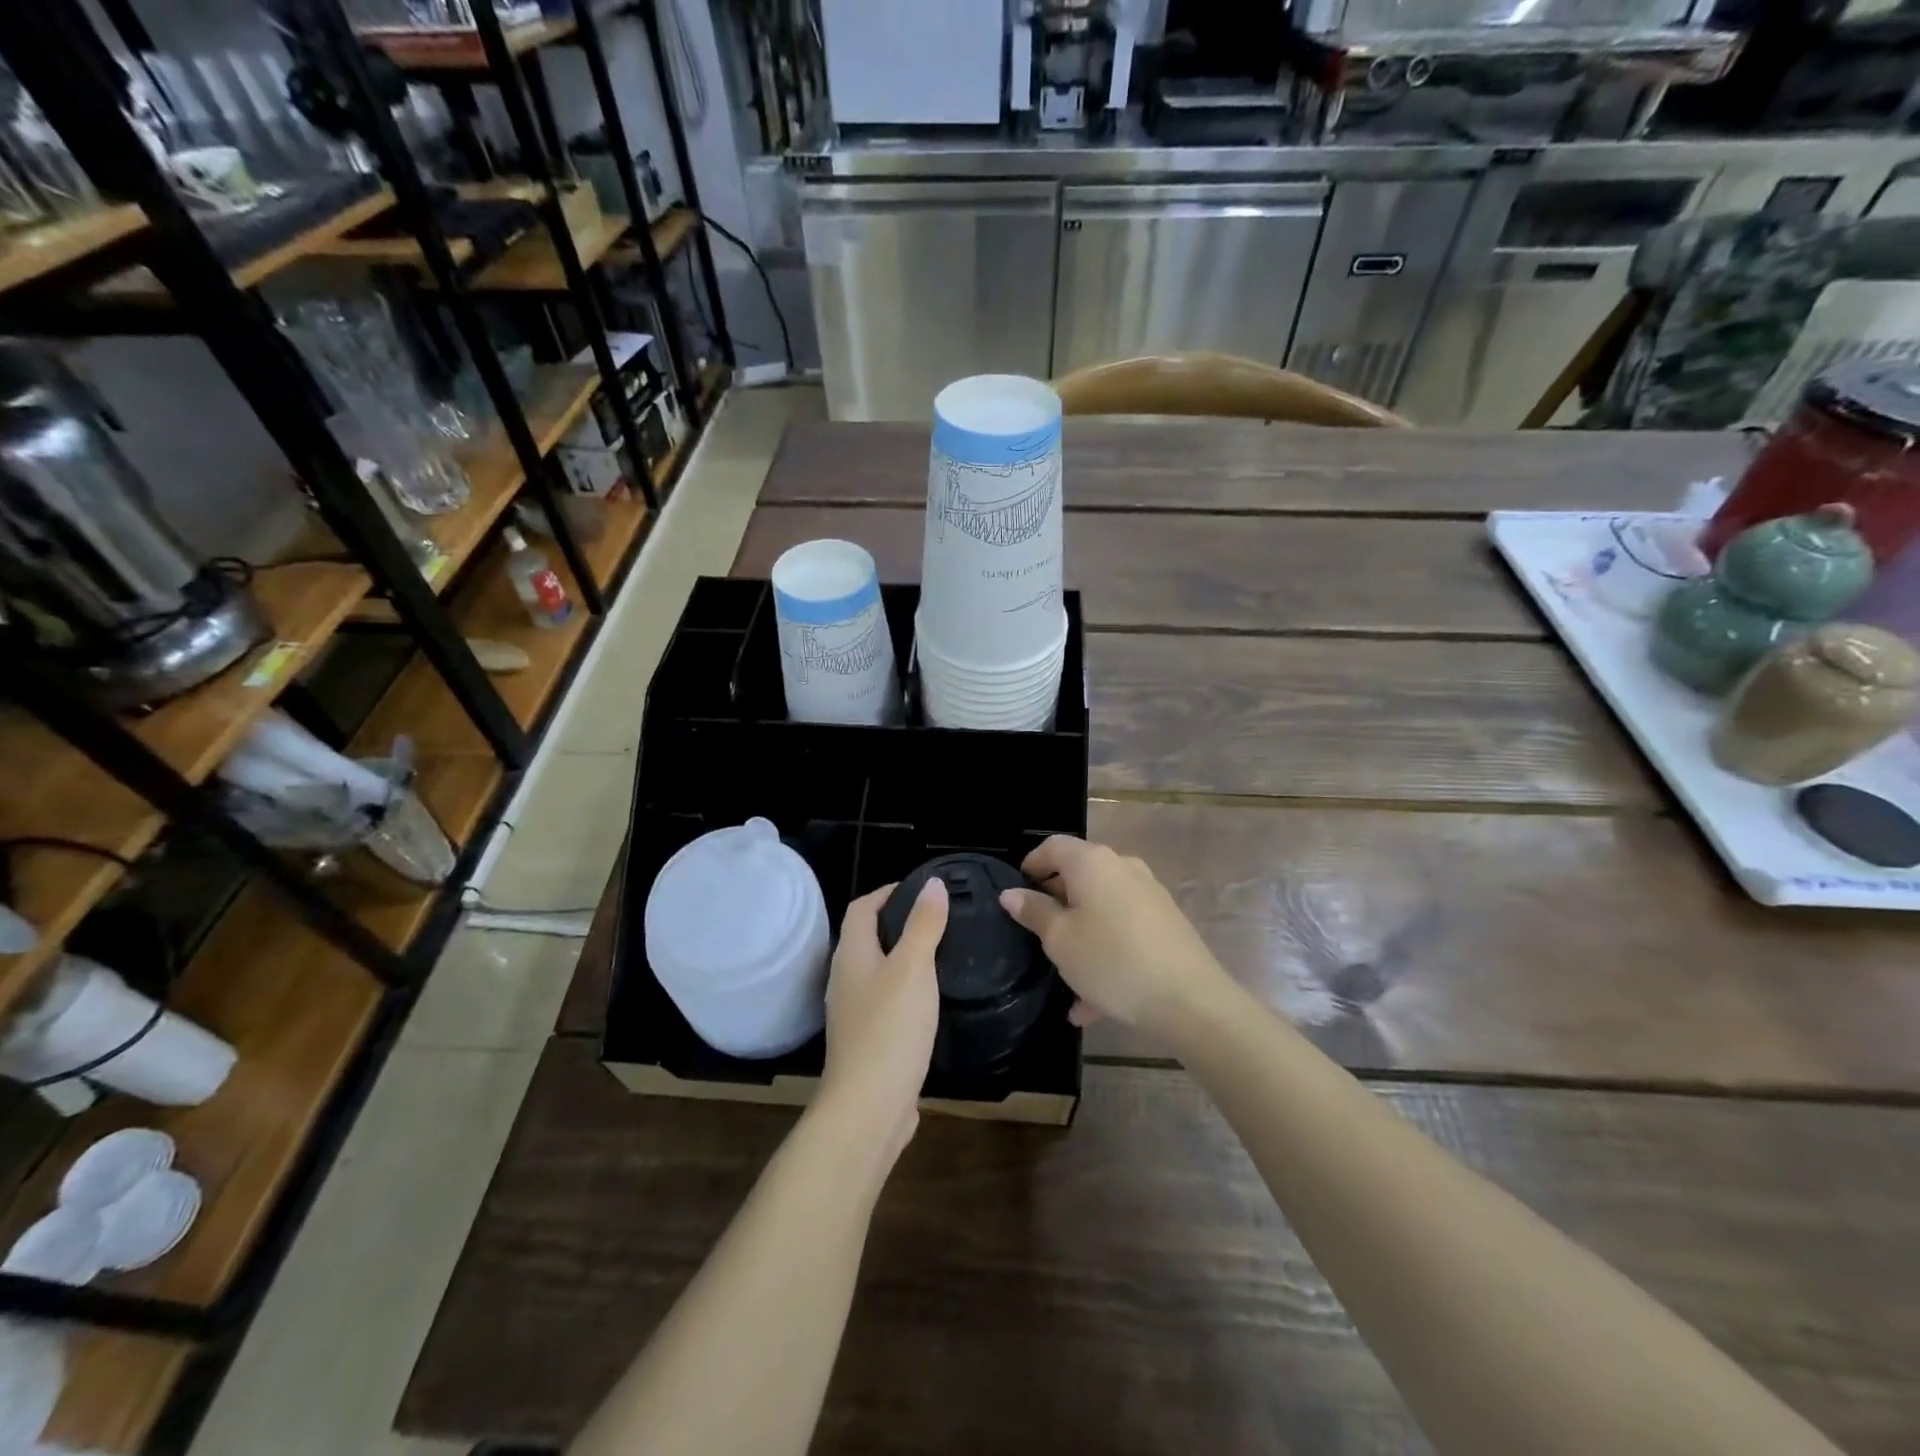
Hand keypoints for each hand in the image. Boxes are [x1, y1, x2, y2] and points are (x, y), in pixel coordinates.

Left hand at [819, 877, 946, 1159]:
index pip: (861, 909)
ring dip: (902, 959)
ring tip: (939, 954)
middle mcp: (845, 980)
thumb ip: (923, 925)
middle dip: (897, 923)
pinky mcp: (867, 1043)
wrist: (868, 1108)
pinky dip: (905, 992)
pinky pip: (885, 1003)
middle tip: (937, 919)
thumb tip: (933, 883)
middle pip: (866, 939)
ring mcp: (853, 1015)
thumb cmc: (889, 1029)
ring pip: (877, 972)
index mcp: (851, 956)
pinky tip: (929, 1002)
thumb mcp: (913, 968)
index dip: (886, 892)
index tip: (921, 889)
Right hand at [1000, 836, 1227, 1037]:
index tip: (1016, 894)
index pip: (1052, 846)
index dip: (1030, 865)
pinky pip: (1124, 930)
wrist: (1190, 999)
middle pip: (1079, 876)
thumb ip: (1034, 912)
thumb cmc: (1111, 960)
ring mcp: (1149, 894)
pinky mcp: (1166, 922)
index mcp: (1092, 862)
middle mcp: (1122, 867)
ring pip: (1101, 909)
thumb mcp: (1060, 939)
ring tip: (1065, 979)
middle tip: (1036, 936)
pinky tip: (1094, 1002)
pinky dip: (1105, 952)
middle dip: (1055, 905)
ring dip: (1080, 936)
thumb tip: (1012, 893)